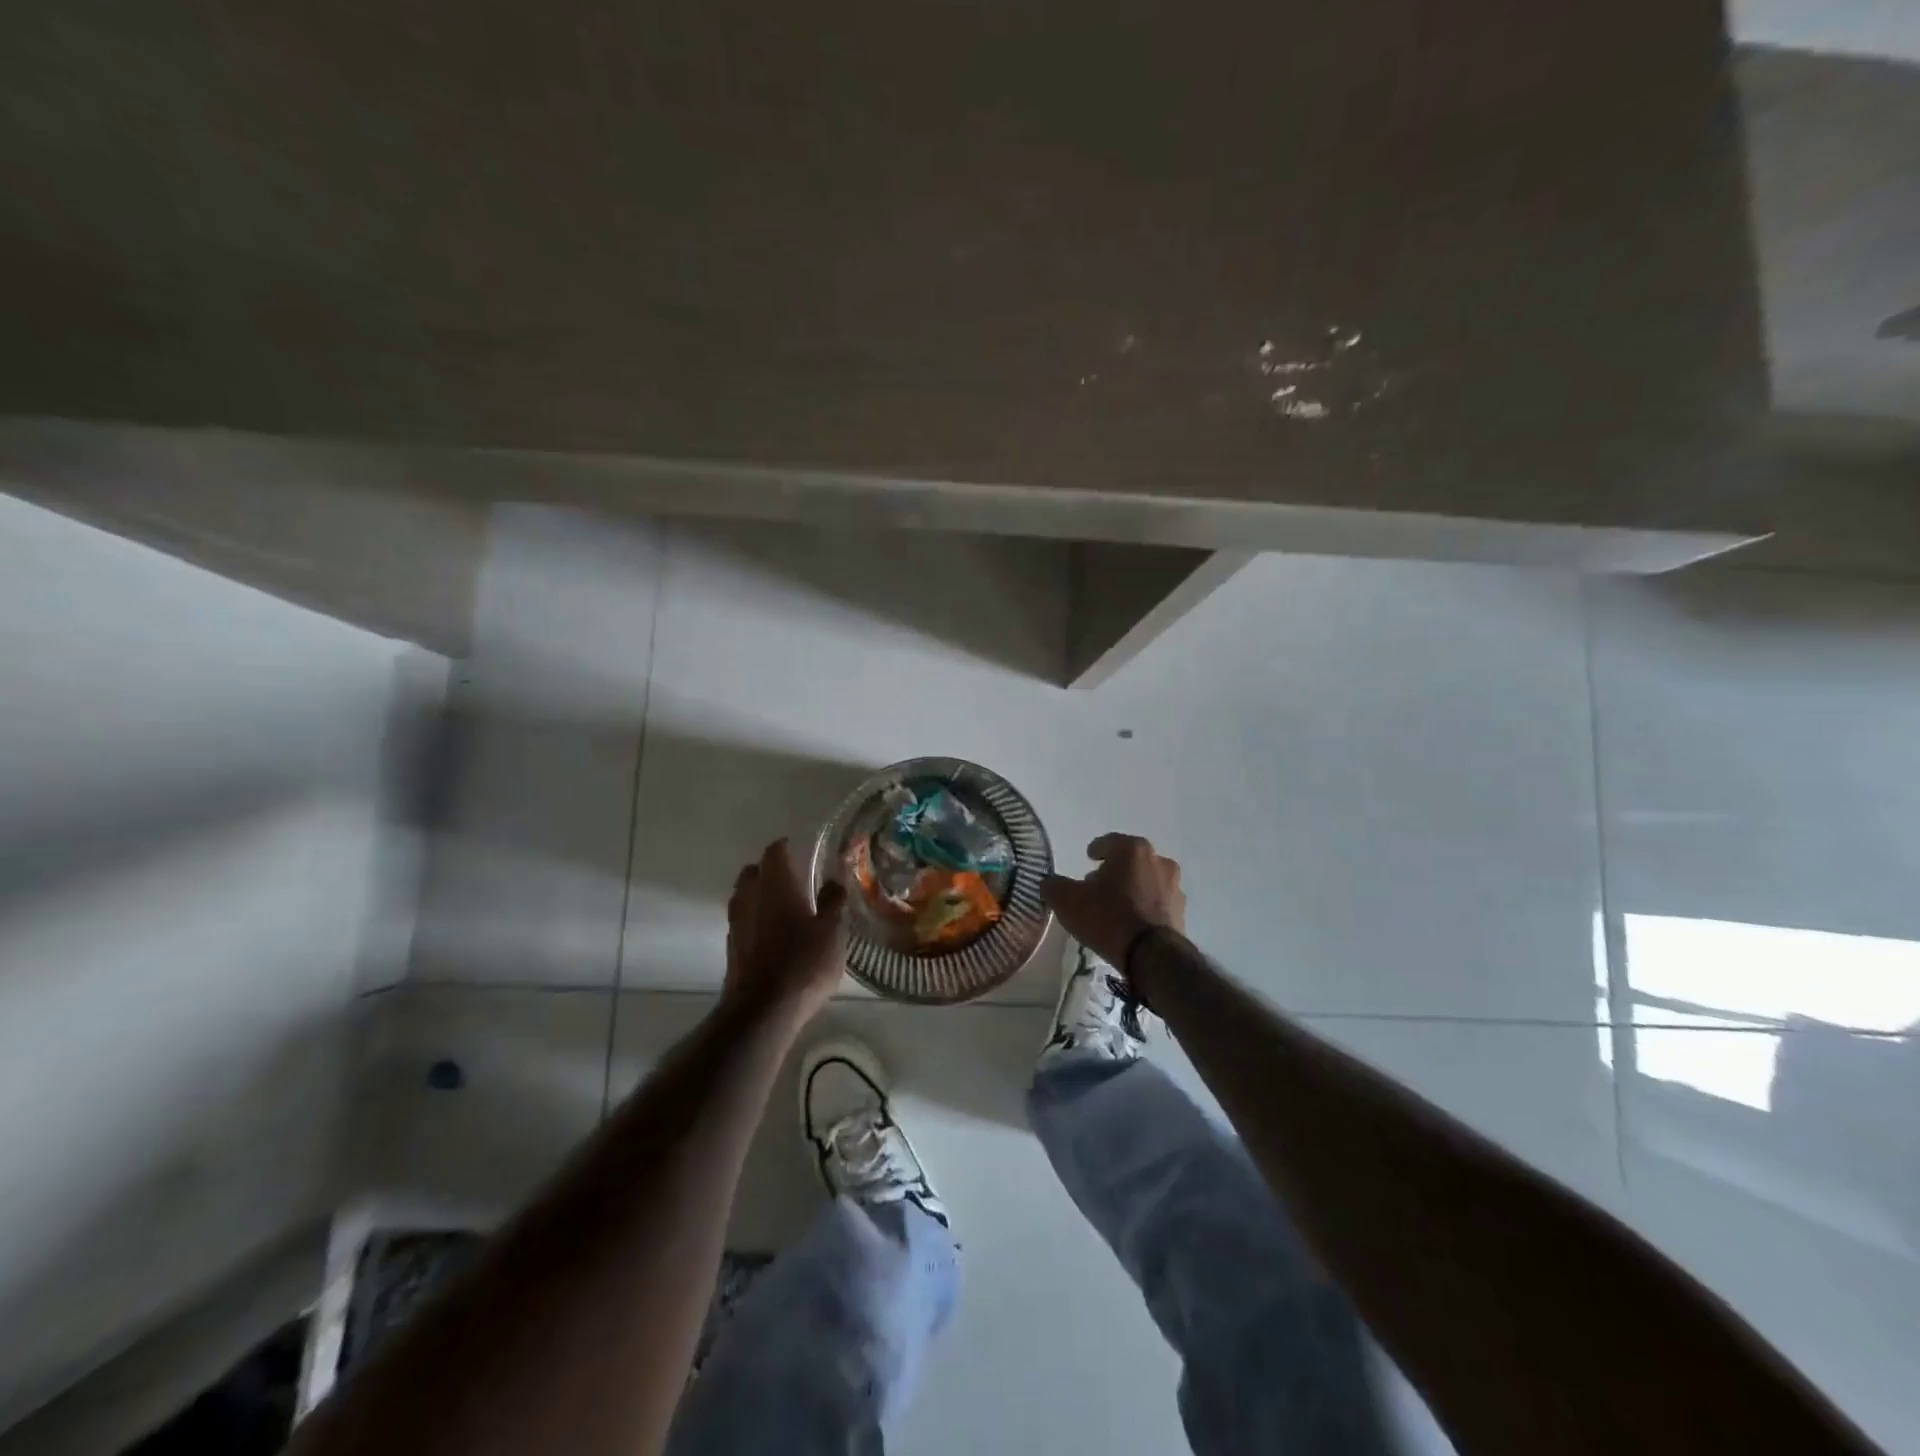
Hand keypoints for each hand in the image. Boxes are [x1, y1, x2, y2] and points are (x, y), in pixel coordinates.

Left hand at [721, 839, 848, 1026]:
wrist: (762, 1011)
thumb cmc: (803, 964)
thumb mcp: (832, 932)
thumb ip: (833, 902)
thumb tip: (833, 881)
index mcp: (776, 886)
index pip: (775, 852)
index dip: (786, 847)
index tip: (800, 849)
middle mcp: (751, 897)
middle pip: (754, 872)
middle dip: (770, 870)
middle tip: (794, 877)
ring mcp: (737, 924)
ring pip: (745, 896)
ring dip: (760, 894)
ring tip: (784, 905)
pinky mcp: (732, 948)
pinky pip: (743, 920)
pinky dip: (756, 918)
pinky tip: (773, 933)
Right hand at [1041, 833, 1185, 970]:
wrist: (1151, 955)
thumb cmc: (1107, 916)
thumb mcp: (1068, 900)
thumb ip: (1054, 886)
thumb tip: (1048, 882)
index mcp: (1132, 849)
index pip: (1110, 841)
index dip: (1097, 849)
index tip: (1089, 858)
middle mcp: (1158, 861)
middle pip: (1131, 860)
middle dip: (1115, 869)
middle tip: (1098, 884)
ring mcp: (1174, 886)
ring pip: (1147, 879)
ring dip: (1133, 887)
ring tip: (1116, 905)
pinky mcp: (1181, 911)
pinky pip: (1157, 901)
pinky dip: (1145, 906)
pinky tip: (1132, 921)